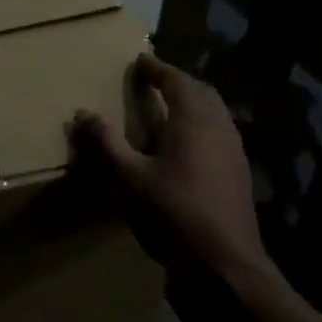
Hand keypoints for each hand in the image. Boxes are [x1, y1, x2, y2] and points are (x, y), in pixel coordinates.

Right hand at [71, 55, 281, 300]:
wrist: (225, 262)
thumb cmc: (175, 213)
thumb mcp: (130, 178)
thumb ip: (106, 144)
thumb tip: (83, 113)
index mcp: (194, 120)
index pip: (176, 80)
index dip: (157, 68)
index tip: (140, 59)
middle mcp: (219, 127)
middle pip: (200, 92)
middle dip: (177, 82)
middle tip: (153, 80)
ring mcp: (233, 150)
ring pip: (214, 112)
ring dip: (191, 102)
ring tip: (167, 107)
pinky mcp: (238, 172)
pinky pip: (218, 132)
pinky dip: (200, 123)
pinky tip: (185, 144)